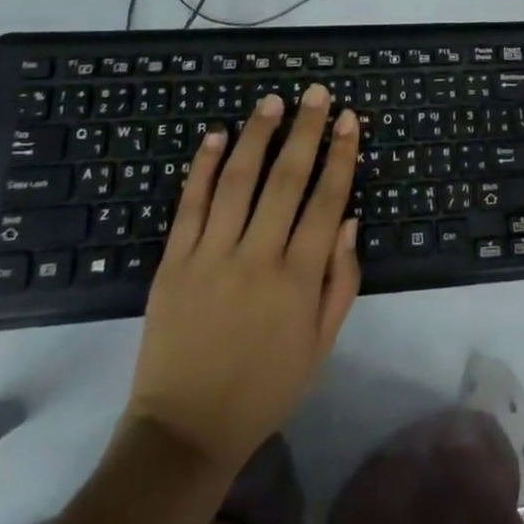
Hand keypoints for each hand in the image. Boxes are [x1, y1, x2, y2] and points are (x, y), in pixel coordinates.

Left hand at [128, 84, 361, 471]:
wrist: (185, 430)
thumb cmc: (264, 387)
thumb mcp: (320, 345)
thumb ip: (341, 281)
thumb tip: (349, 220)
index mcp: (298, 280)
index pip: (326, 200)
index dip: (341, 156)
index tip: (349, 120)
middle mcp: (257, 258)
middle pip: (286, 179)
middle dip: (305, 130)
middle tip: (315, 93)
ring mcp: (211, 257)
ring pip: (237, 181)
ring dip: (256, 136)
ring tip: (272, 102)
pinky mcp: (173, 262)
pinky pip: (190, 205)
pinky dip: (201, 167)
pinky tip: (215, 135)